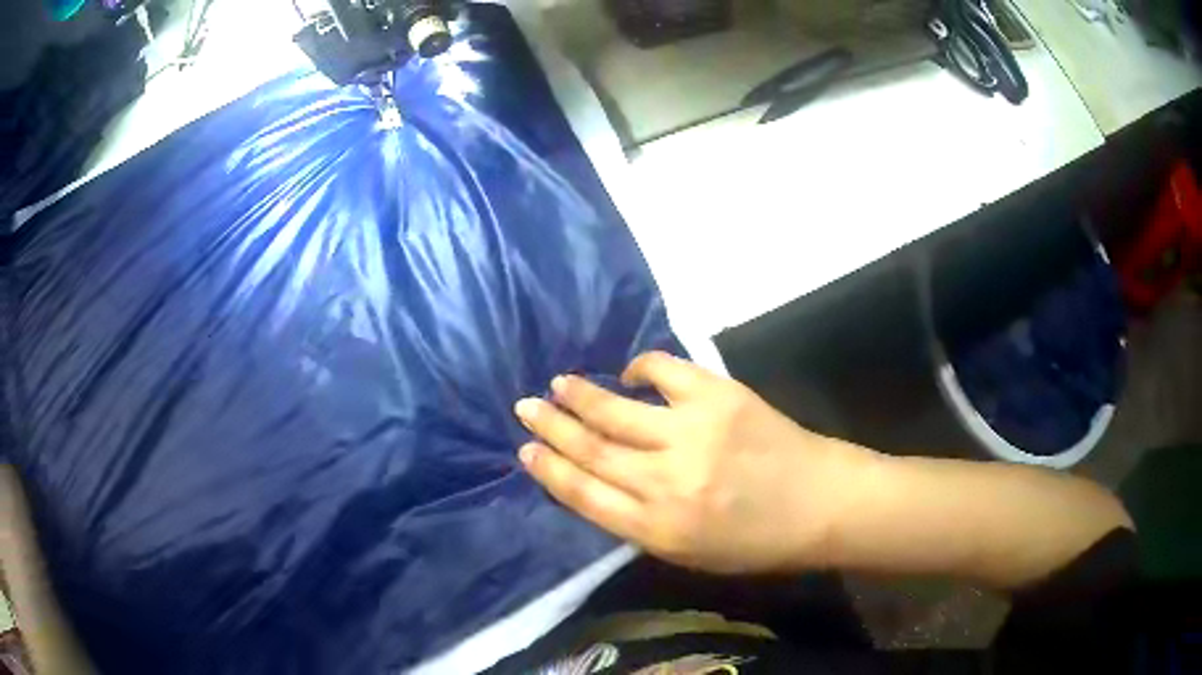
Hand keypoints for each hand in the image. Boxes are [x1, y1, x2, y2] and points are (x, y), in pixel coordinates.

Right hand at [514, 352, 879, 573]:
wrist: (820, 503)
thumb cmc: (755, 541)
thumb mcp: (689, 554)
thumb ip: (639, 523)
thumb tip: (597, 483)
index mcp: (657, 528)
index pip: (584, 495)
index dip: (549, 470)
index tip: (525, 451)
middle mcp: (666, 481)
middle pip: (591, 449)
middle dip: (551, 427)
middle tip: (525, 408)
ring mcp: (692, 433)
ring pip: (616, 410)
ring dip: (579, 396)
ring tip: (556, 385)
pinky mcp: (719, 397)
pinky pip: (665, 372)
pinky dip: (640, 368)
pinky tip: (629, 373)